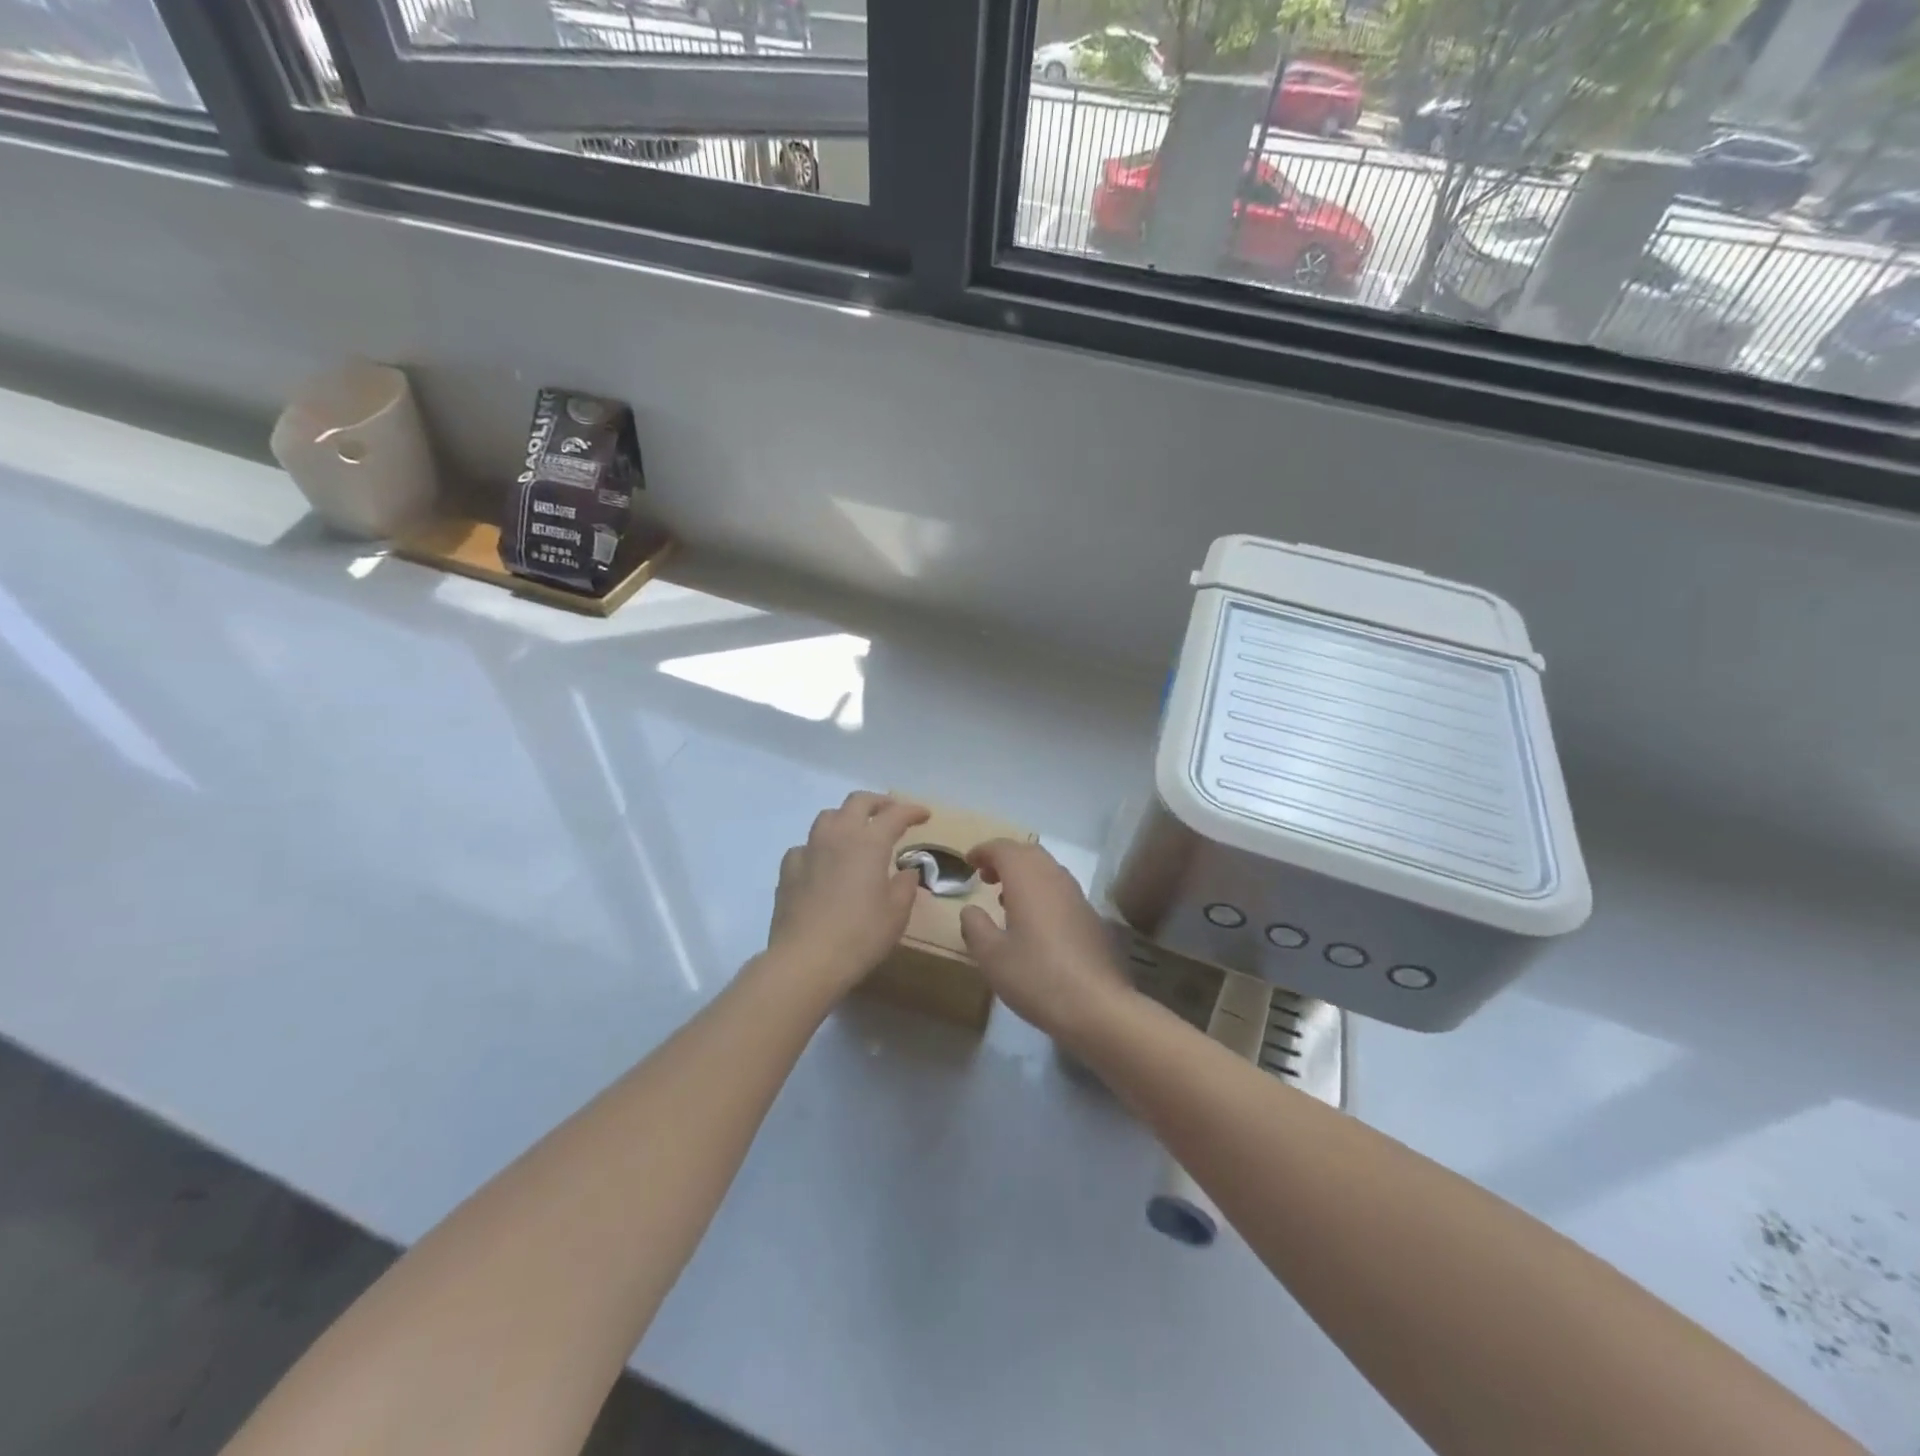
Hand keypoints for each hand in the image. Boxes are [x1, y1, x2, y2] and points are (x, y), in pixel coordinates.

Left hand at [766, 792, 929, 999]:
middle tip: (891, 813)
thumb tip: (907, 871)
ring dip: (846, 818)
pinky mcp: (788, 870)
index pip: (894, 815)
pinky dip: (819, 848)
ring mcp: (808, 850)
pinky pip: (805, 846)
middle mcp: (837, 836)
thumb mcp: (896, 914)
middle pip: (857, 802)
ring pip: (827, 817)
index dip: (912, 811)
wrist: (805, 960)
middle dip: (878, 803)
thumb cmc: (860, 935)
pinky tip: (823, 864)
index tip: (924, 815)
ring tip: (856, 833)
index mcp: (869, 843)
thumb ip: (905, 886)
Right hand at [958, 839, 1131, 1043]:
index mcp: (1028, 880)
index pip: (1004, 848)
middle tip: (984, 876)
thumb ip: (975, 926)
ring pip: (1047, 869)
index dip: (984, 851)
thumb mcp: (991, 957)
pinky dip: (1041, 891)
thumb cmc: (1036, 977)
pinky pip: (1060, 889)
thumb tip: (970, 909)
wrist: (1097, 1006)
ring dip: (1024, 874)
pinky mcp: (1090, 917)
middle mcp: (1055, 878)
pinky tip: (1033, 922)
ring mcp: (1077, 896)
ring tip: (1004, 898)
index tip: (968, 862)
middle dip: (1004, 858)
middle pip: (1028, 852)